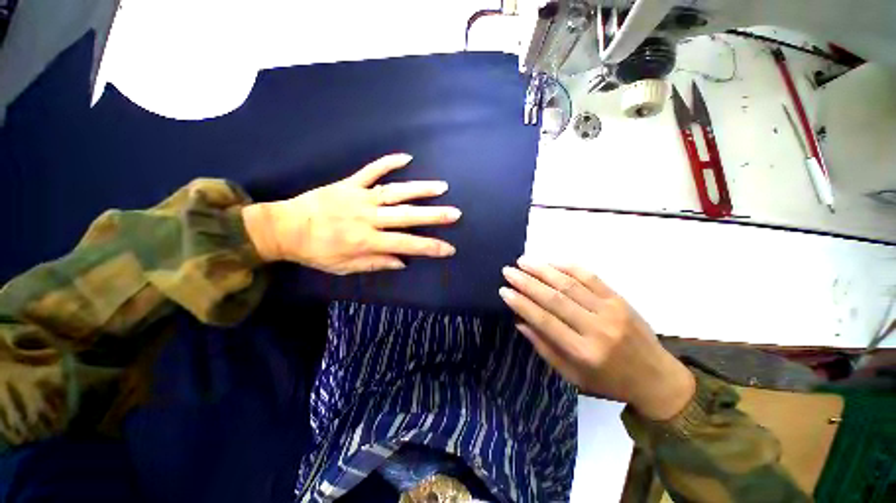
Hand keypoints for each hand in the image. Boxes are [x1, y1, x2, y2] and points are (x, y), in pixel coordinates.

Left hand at [242, 153, 460, 274]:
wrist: (284, 228)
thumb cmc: (316, 252)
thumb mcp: (345, 268)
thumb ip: (375, 263)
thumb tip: (403, 261)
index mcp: (366, 241)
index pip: (407, 245)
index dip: (430, 247)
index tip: (449, 248)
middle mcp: (367, 218)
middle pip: (406, 216)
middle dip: (434, 216)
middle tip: (455, 213)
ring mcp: (359, 197)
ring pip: (395, 192)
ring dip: (420, 189)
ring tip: (441, 187)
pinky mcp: (349, 184)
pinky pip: (371, 171)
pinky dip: (388, 163)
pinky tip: (406, 157)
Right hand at [499, 259, 694, 420]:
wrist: (656, 378)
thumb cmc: (608, 381)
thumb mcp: (572, 376)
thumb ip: (544, 348)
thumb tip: (520, 321)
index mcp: (583, 352)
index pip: (544, 321)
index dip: (521, 304)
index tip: (504, 291)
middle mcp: (596, 328)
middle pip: (554, 298)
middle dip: (526, 282)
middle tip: (508, 271)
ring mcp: (610, 310)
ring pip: (570, 284)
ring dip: (543, 270)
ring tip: (523, 261)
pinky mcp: (619, 299)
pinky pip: (590, 277)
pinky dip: (568, 267)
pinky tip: (551, 261)